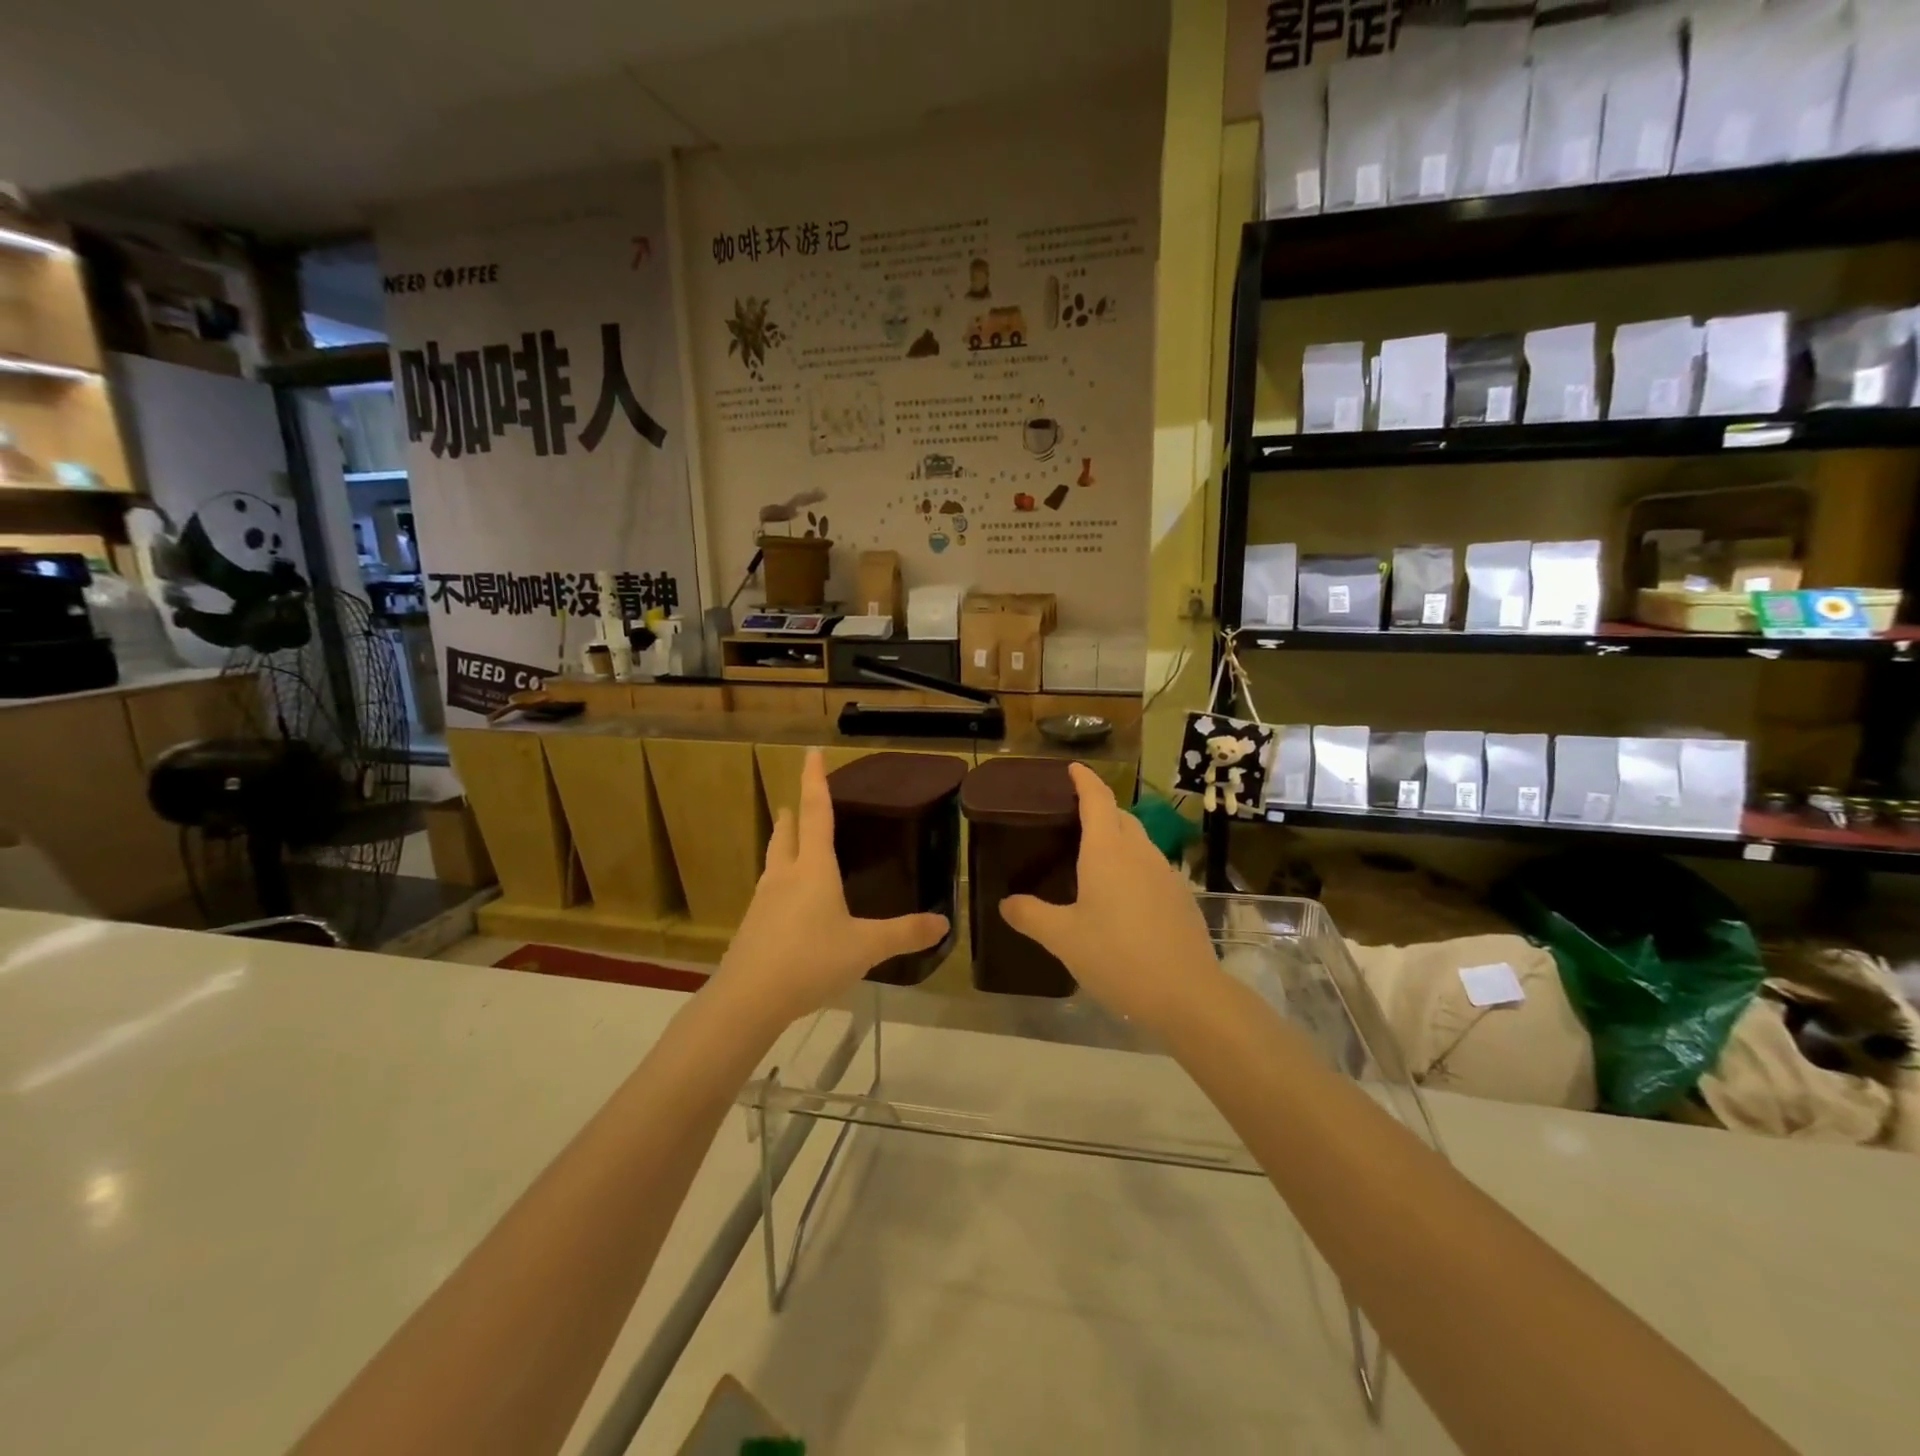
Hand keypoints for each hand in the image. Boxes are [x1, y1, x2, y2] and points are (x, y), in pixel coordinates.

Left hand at [715, 749, 948, 1026]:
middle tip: (798, 800)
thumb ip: (904, 934)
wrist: (748, 999)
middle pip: (787, 833)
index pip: (815, 812)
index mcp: (814, 869)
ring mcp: (764, 900)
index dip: (815, 780)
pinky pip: (768, 891)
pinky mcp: (752, 925)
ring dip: (782, 844)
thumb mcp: (865, 948)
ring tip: (789, 841)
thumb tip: (943, 923)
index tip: (810, 751)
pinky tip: (786, 901)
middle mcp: (785, 876)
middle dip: (794, 813)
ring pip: (773, 860)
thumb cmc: (810, 961)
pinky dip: (779, 881)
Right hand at [1001, 764, 1219, 1031]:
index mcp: (1107, 851)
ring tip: (1095, 858)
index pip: (1097, 800)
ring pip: (1139, 842)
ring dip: (1118, 838)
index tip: (1073, 768)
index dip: (1085, 780)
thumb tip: (1006, 903)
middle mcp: (1139, 852)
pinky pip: (1152, 867)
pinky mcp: (1181, 897)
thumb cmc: (1117, 956)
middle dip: (1100, 809)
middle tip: (1074, 819)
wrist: (1187, 993)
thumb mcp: (1063, 938)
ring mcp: (1166, 873)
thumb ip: (1031, 915)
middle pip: (1120, 817)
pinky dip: (1133, 866)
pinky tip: (1123, 896)